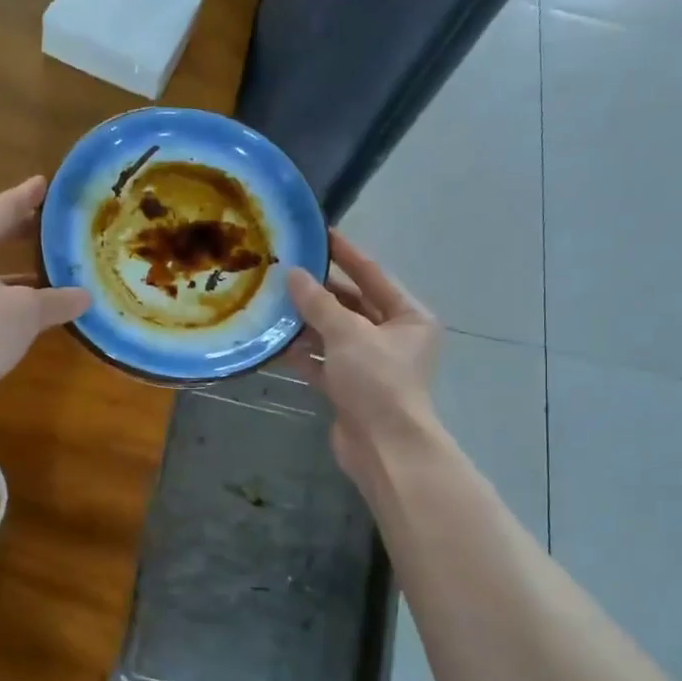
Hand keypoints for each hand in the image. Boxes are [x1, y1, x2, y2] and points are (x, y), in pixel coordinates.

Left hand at [0, 176, 89, 430]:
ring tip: (65, 266)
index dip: (28, 196)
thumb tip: (86, 296)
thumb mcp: (25, 310)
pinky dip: (22, 302)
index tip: (47, 183)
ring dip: (29, 272)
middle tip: (62, 224)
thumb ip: (57, 299)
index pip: (2, 208)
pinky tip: (49, 308)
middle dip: (29, 232)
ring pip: (0, 273)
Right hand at [287, 233, 441, 480]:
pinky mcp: (349, 388)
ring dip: (307, 323)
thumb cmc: (377, 380)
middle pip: (352, 305)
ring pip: (334, 335)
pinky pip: (323, 362)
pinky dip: (303, 354)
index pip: (373, 275)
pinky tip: (276, 342)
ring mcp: (370, 365)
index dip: (345, 254)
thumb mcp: (348, 334)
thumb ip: (319, 303)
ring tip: (273, 302)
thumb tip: (292, 274)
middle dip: (319, 291)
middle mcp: (392, 337)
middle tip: (285, 270)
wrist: (384, 446)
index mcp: (408, 317)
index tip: (319, 234)